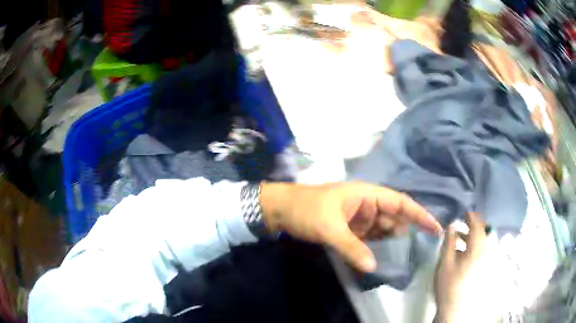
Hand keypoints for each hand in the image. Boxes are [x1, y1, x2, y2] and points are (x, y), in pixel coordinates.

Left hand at [260, 181, 441, 271]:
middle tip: (418, 251)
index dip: (420, 214)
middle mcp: (366, 204)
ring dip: (388, 242)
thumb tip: (373, 267)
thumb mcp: (329, 228)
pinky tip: (378, 257)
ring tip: (401, 256)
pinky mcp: (349, 228)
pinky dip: (373, 246)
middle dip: (404, 232)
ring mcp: (358, 217)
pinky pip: (368, 237)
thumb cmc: (305, 209)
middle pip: (393, 218)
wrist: (279, 209)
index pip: (400, 202)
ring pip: (381, 229)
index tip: (436, 228)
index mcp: (367, 194)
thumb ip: (352, 247)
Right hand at [434, 212, 486, 322]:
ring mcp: (485, 260)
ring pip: (482, 242)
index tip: (464, 211)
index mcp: (477, 248)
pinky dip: (473, 246)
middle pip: (482, 232)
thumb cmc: (449, 285)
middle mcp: (485, 251)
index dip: (471, 216)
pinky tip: (463, 252)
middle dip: (472, 225)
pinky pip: (480, 250)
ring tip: (460, 237)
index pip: (477, 225)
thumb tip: (452, 224)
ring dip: (472, 236)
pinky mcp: (482, 268)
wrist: (455, 308)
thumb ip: (449, 242)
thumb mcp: (445, 263)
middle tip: (462, 222)